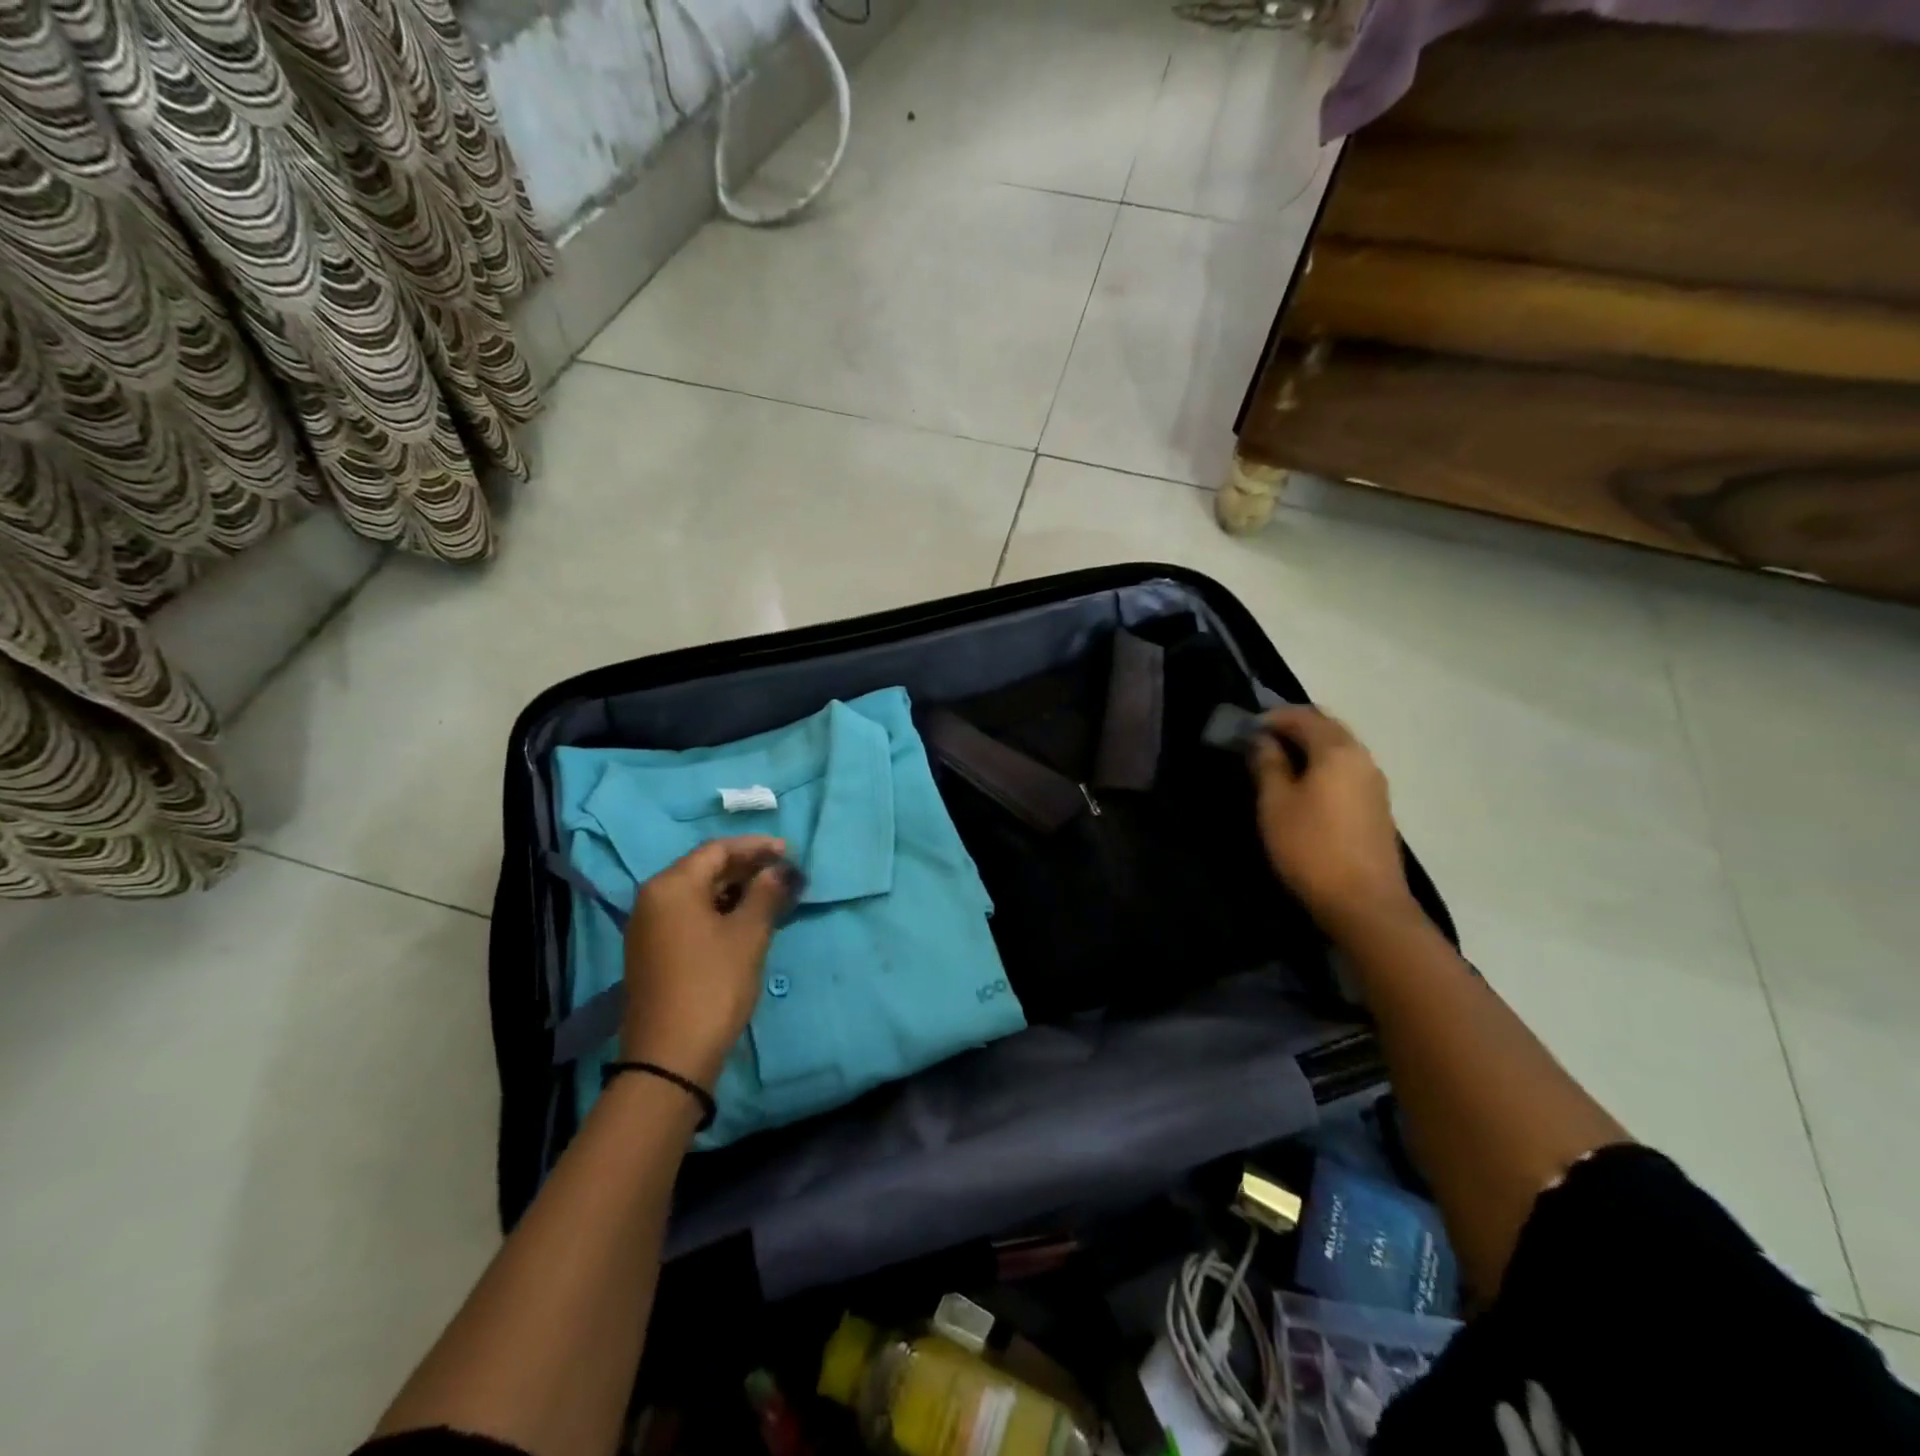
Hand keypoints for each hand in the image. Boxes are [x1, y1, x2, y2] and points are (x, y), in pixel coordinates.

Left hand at [620, 836, 798, 1090]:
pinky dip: (718, 910)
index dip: (755, 847)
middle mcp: (653, 898)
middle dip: (745, 867)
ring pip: (697, 893)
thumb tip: (781, 869)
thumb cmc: (713, 985)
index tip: (788, 851)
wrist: (669, 1058)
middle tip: (783, 873)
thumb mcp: (748, 935)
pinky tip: (744, 921)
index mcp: (671, 886)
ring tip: (770, 896)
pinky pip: (688, 915)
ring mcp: (648, 927)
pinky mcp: (652, 952)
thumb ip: (767, 893)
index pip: (717, 850)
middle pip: (704, 869)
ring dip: (734, 890)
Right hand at [1249, 707, 1417, 939]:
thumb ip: (1268, 765)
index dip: (1272, 717)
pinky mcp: (1377, 807)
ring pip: (1338, 749)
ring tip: (1276, 765)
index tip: (1244, 730)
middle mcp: (1362, 758)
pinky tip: (1303, 788)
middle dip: (1292, 728)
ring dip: (1308, 748)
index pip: (1303, 716)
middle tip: (1259, 742)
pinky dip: (1322, 767)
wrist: (1364, 904)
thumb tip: (1262, 740)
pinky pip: (1346, 771)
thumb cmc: (1310, 847)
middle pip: (1326, 728)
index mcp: (1337, 750)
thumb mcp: (1276, 804)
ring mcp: (1374, 783)